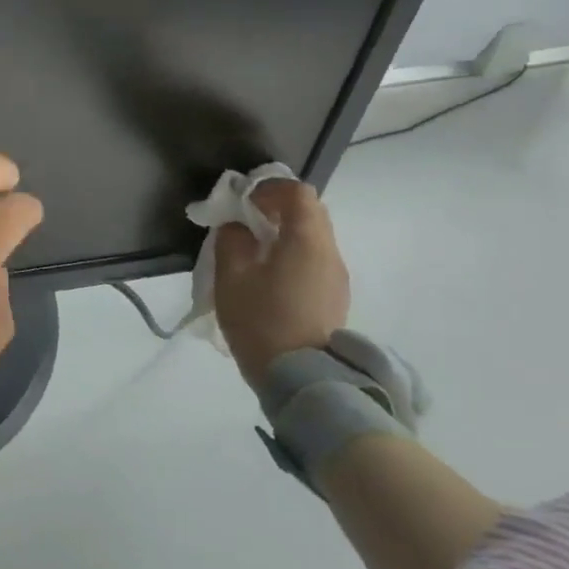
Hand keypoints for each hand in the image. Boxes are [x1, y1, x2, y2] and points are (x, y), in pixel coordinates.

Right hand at [213, 180, 349, 389]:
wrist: (300, 379)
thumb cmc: (261, 321)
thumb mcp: (231, 277)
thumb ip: (232, 241)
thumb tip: (238, 227)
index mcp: (306, 242)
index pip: (298, 193)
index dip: (270, 189)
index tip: (243, 201)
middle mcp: (330, 253)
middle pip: (311, 212)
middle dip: (278, 208)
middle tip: (246, 221)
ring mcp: (337, 277)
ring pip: (315, 237)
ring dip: (286, 232)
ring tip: (255, 250)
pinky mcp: (335, 297)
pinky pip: (316, 260)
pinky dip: (294, 253)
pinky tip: (270, 276)